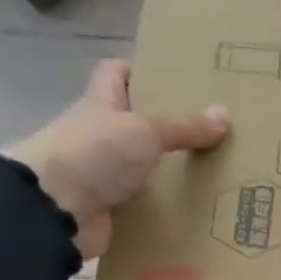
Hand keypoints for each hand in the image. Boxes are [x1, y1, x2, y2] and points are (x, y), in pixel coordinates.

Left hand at [3, 60, 229, 258]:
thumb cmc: (96, 153)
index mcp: (100, 104)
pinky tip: (190, 209)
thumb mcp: (146, 133)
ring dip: (166, 170)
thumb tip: (224, 114)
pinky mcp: (107, 207)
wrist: (55, 208)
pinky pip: (141, 203)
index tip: (174, 78)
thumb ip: (185, 127)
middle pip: (132, 122)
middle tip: (206, 131)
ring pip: (139, 164)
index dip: (140, 70)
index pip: (115, 74)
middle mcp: (98, 134)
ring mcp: (100, 172)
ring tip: (207, 172)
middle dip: (165, 126)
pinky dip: (161, 206)